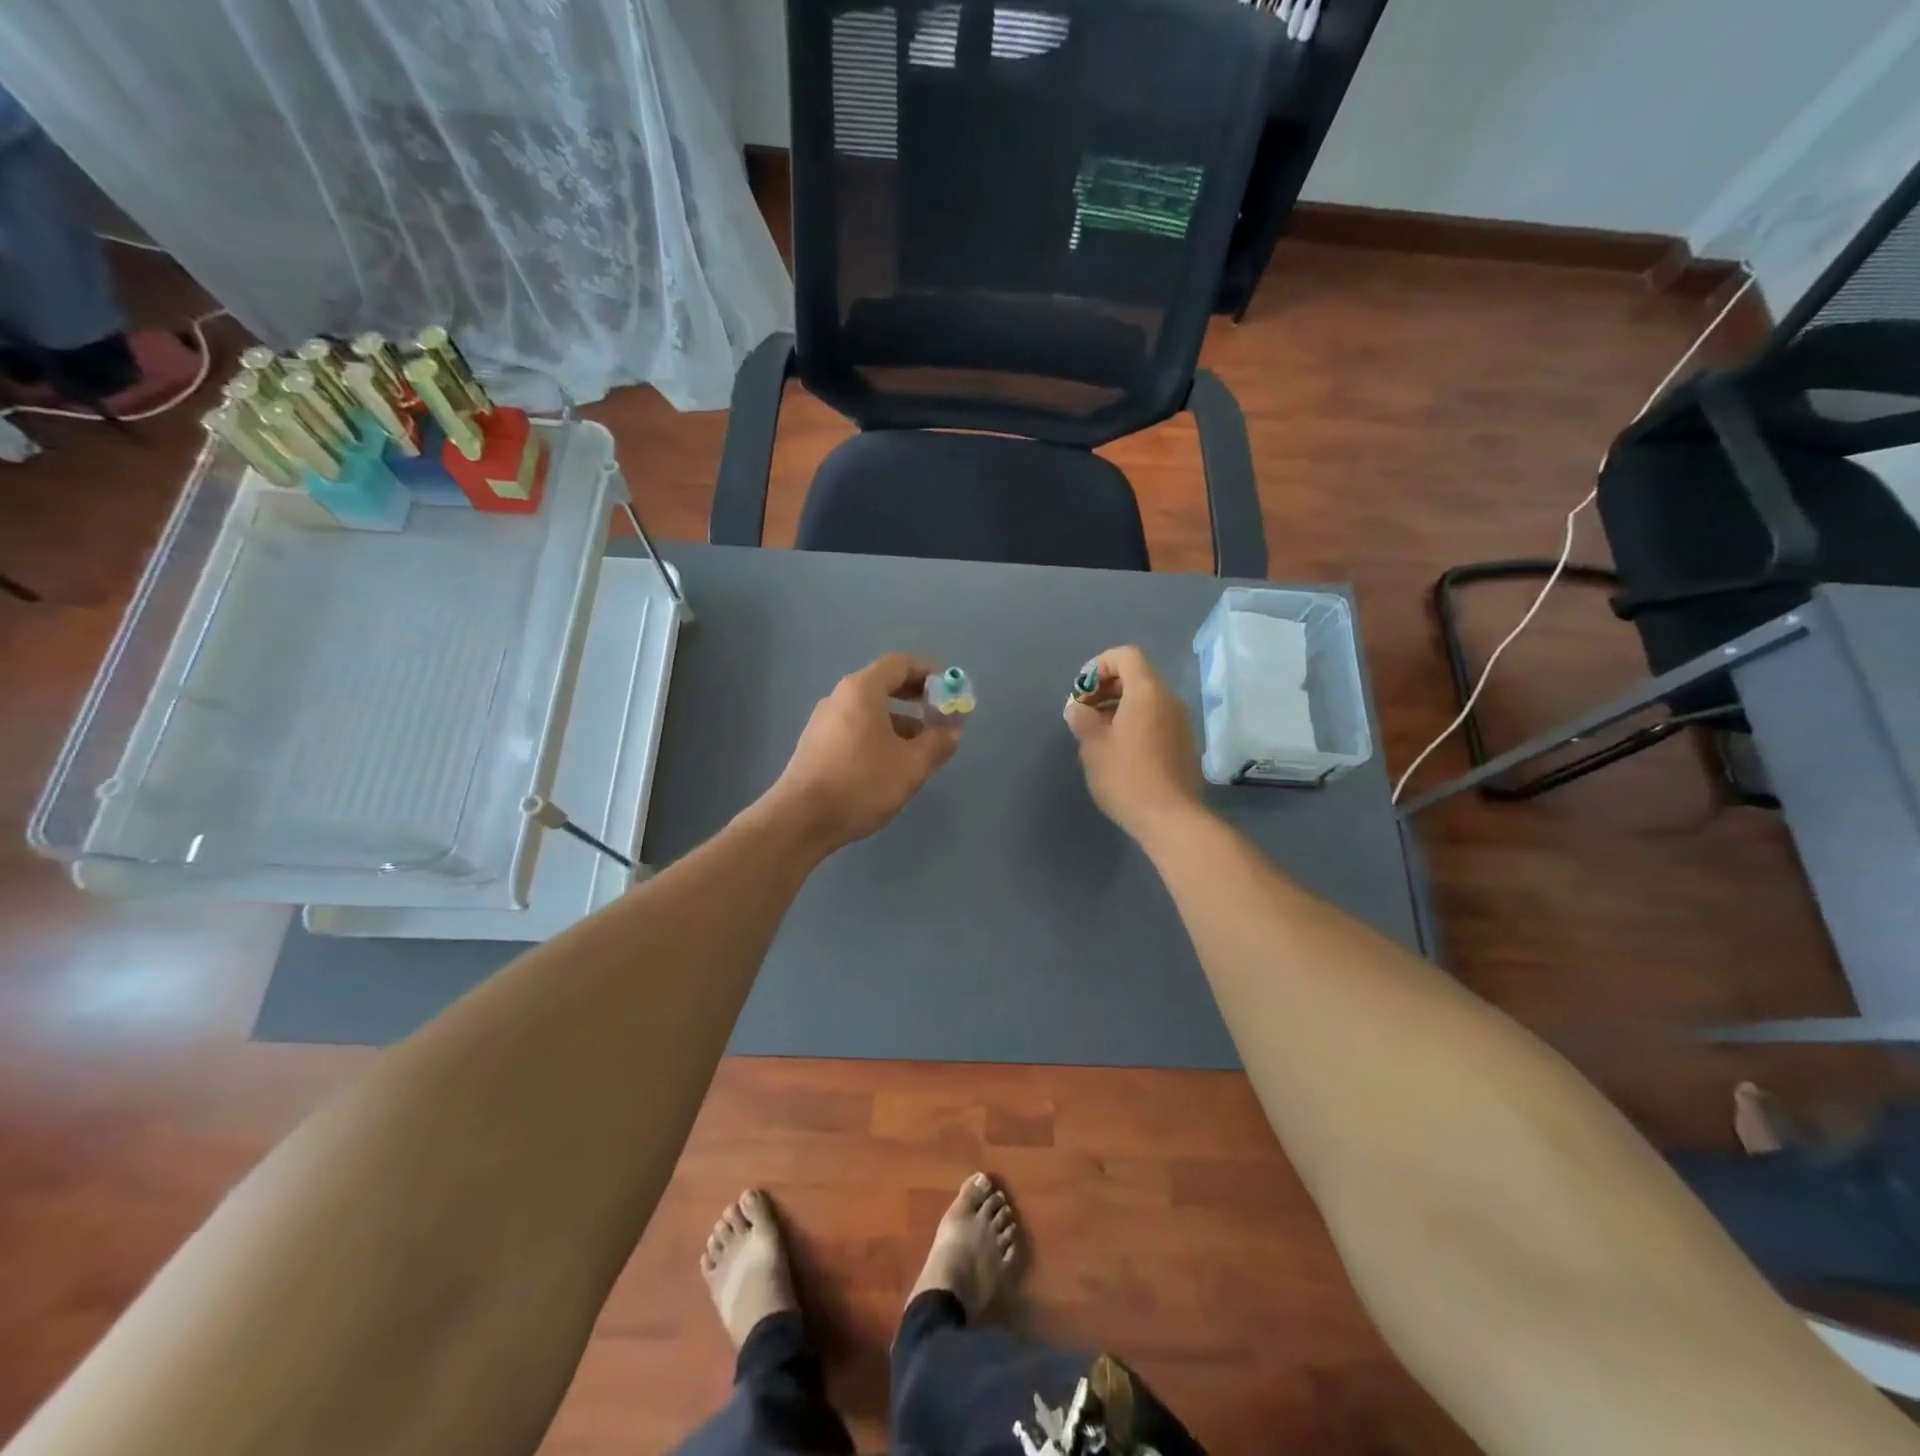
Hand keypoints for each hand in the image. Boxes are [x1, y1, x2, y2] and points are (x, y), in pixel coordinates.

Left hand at [764, 654, 960, 853]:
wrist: (800, 819)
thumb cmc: (861, 784)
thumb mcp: (911, 766)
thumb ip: (937, 743)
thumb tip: (953, 731)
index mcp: (862, 690)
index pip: (900, 664)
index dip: (930, 673)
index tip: (950, 692)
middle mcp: (840, 697)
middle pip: (884, 684)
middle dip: (916, 698)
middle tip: (939, 718)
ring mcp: (824, 721)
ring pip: (870, 710)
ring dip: (900, 721)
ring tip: (921, 749)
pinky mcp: (817, 744)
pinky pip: (856, 727)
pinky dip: (879, 734)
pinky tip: (891, 764)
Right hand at [1063, 645, 1202, 841]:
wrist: (1169, 817)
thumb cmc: (1126, 776)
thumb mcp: (1093, 745)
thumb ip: (1082, 719)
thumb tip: (1078, 708)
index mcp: (1147, 692)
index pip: (1126, 656)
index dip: (1100, 665)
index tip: (1082, 691)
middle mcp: (1169, 700)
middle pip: (1138, 676)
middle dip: (1107, 687)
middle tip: (1085, 712)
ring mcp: (1180, 722)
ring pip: (1147, 699)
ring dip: (1120, 706)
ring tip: (1098, 733)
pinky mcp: (1184, 743)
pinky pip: (1156, 719)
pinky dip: (1135, 722)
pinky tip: (1119, 750)